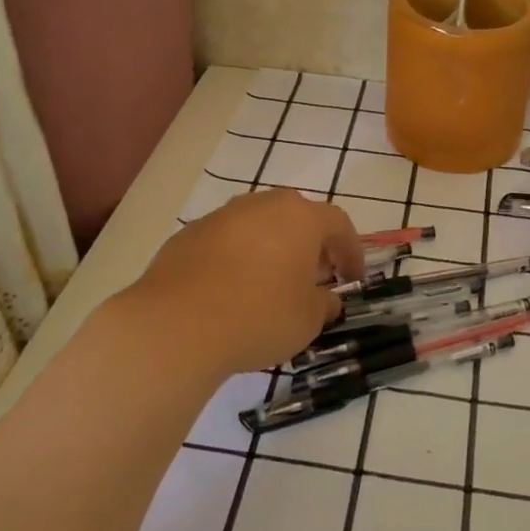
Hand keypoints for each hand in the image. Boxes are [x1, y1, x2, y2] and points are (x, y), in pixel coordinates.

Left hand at [121, 188, 364, 379]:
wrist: (176, 325)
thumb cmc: (258, 316)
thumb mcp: (308, 320)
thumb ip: (325, 304)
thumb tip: (327, 299)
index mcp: (300, 217)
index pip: (339, 224)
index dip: (351, 251)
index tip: (353, 279)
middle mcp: (262, 205)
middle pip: (297, 218)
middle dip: (311, 246)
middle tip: (315, 277)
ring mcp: (222, 216)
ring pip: (259, 226)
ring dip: (273, 249)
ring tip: (273, 285)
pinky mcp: (189, 234)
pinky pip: (227, 242)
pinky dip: (239, 259)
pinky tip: (233, 292)